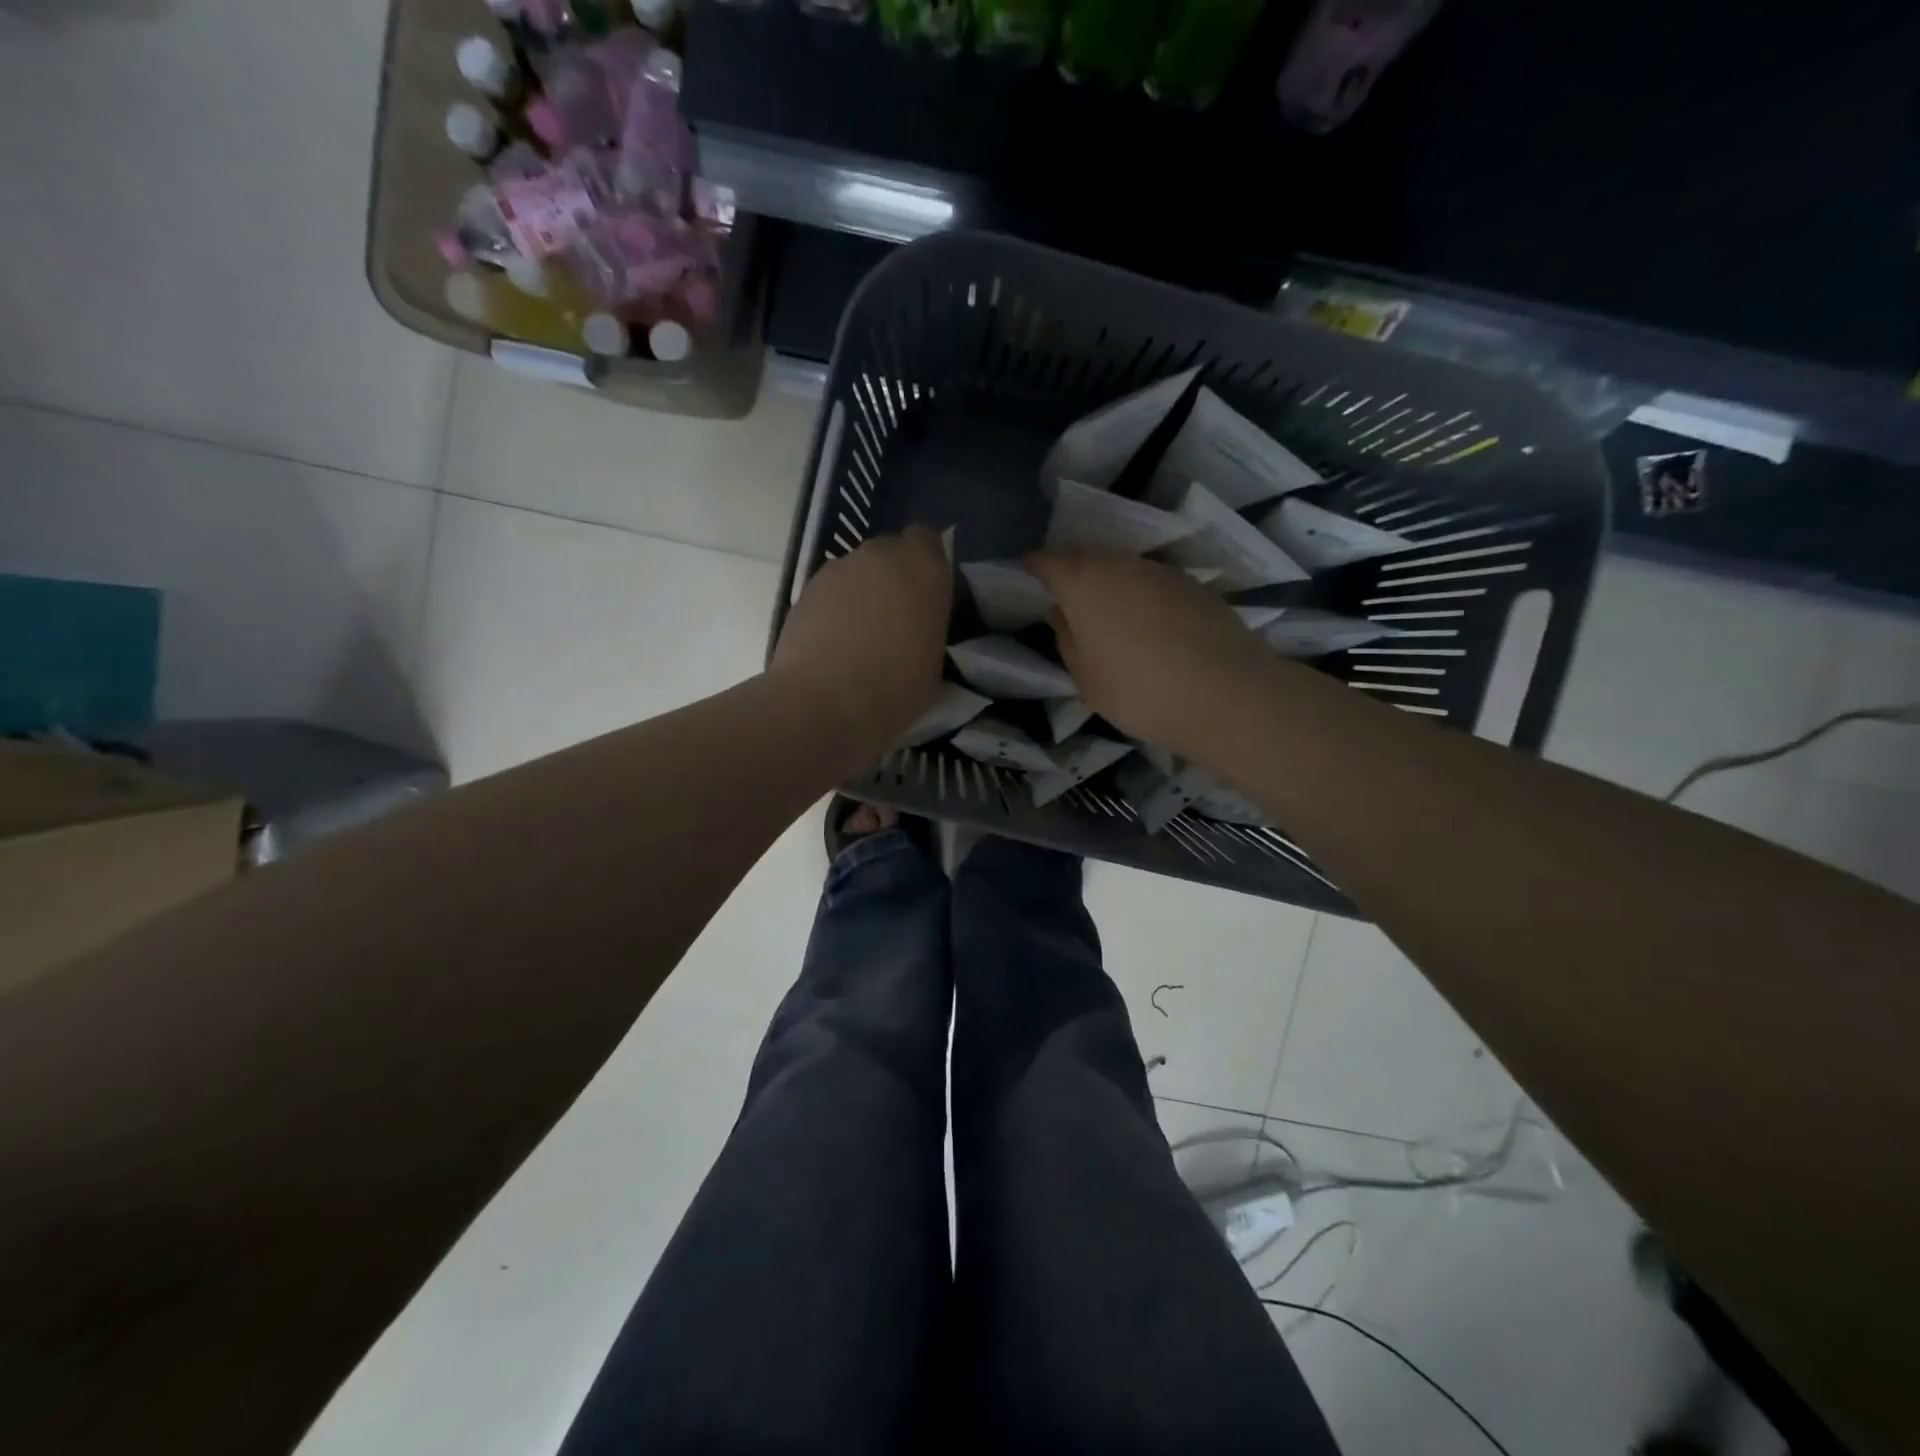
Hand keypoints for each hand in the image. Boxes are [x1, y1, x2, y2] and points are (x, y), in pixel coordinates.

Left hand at [772, 526, 951, 763]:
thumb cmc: (895, 689)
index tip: (926, 593)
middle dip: (893, 576)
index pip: (928, 539)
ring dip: (861, 592)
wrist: (823, 704)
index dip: (926, 562)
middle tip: (896, 617)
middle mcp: (880, 555)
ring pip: (857, 571)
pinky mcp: (805, 589)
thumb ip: (930, 629)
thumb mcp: (936, 664)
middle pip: (889, 552)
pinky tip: (834, 644)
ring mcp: (838, 569)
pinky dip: (834, 608)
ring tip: (860, 635)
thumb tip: (919, 629)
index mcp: (923, 568)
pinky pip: (830, 591)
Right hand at [1027, 550, 1275, 761]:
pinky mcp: (1195, 585)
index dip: (1035, 567)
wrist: (1225, 694)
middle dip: (1074, 573)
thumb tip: (1060, 613)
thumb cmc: (1138, 690)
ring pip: (1125, 568)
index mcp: (1083, 582)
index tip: (1029, 575)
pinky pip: (1155, 584)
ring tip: (1111, 617)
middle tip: (1068, 599)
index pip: (1047, 560)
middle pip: (1088, 557)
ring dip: (1112, 585)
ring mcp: (1162, 570)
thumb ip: (1066, 638)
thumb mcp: (1085, 677)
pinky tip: (1151, 628)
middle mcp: (1121, 563)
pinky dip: (1145, 598)